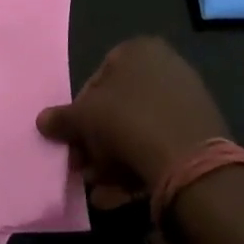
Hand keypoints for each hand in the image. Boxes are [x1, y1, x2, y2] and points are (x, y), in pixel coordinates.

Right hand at [35, 37, 229, 208]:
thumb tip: (42, 121)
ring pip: (138, 130)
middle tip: (84, 170)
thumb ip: (62, 119)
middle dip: (96, 142)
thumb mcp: (84, 118)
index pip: (96, 80)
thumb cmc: (128, 122)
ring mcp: (186, 99)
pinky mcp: (201, 131)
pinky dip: (139, 166)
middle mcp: (165, 66)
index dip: (79, 114)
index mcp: (138, 49)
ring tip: (100, 190)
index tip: (72, 142)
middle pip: (118, 107)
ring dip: (113, 161)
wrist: (191, 161)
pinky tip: (121, 195)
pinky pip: (160, 145)